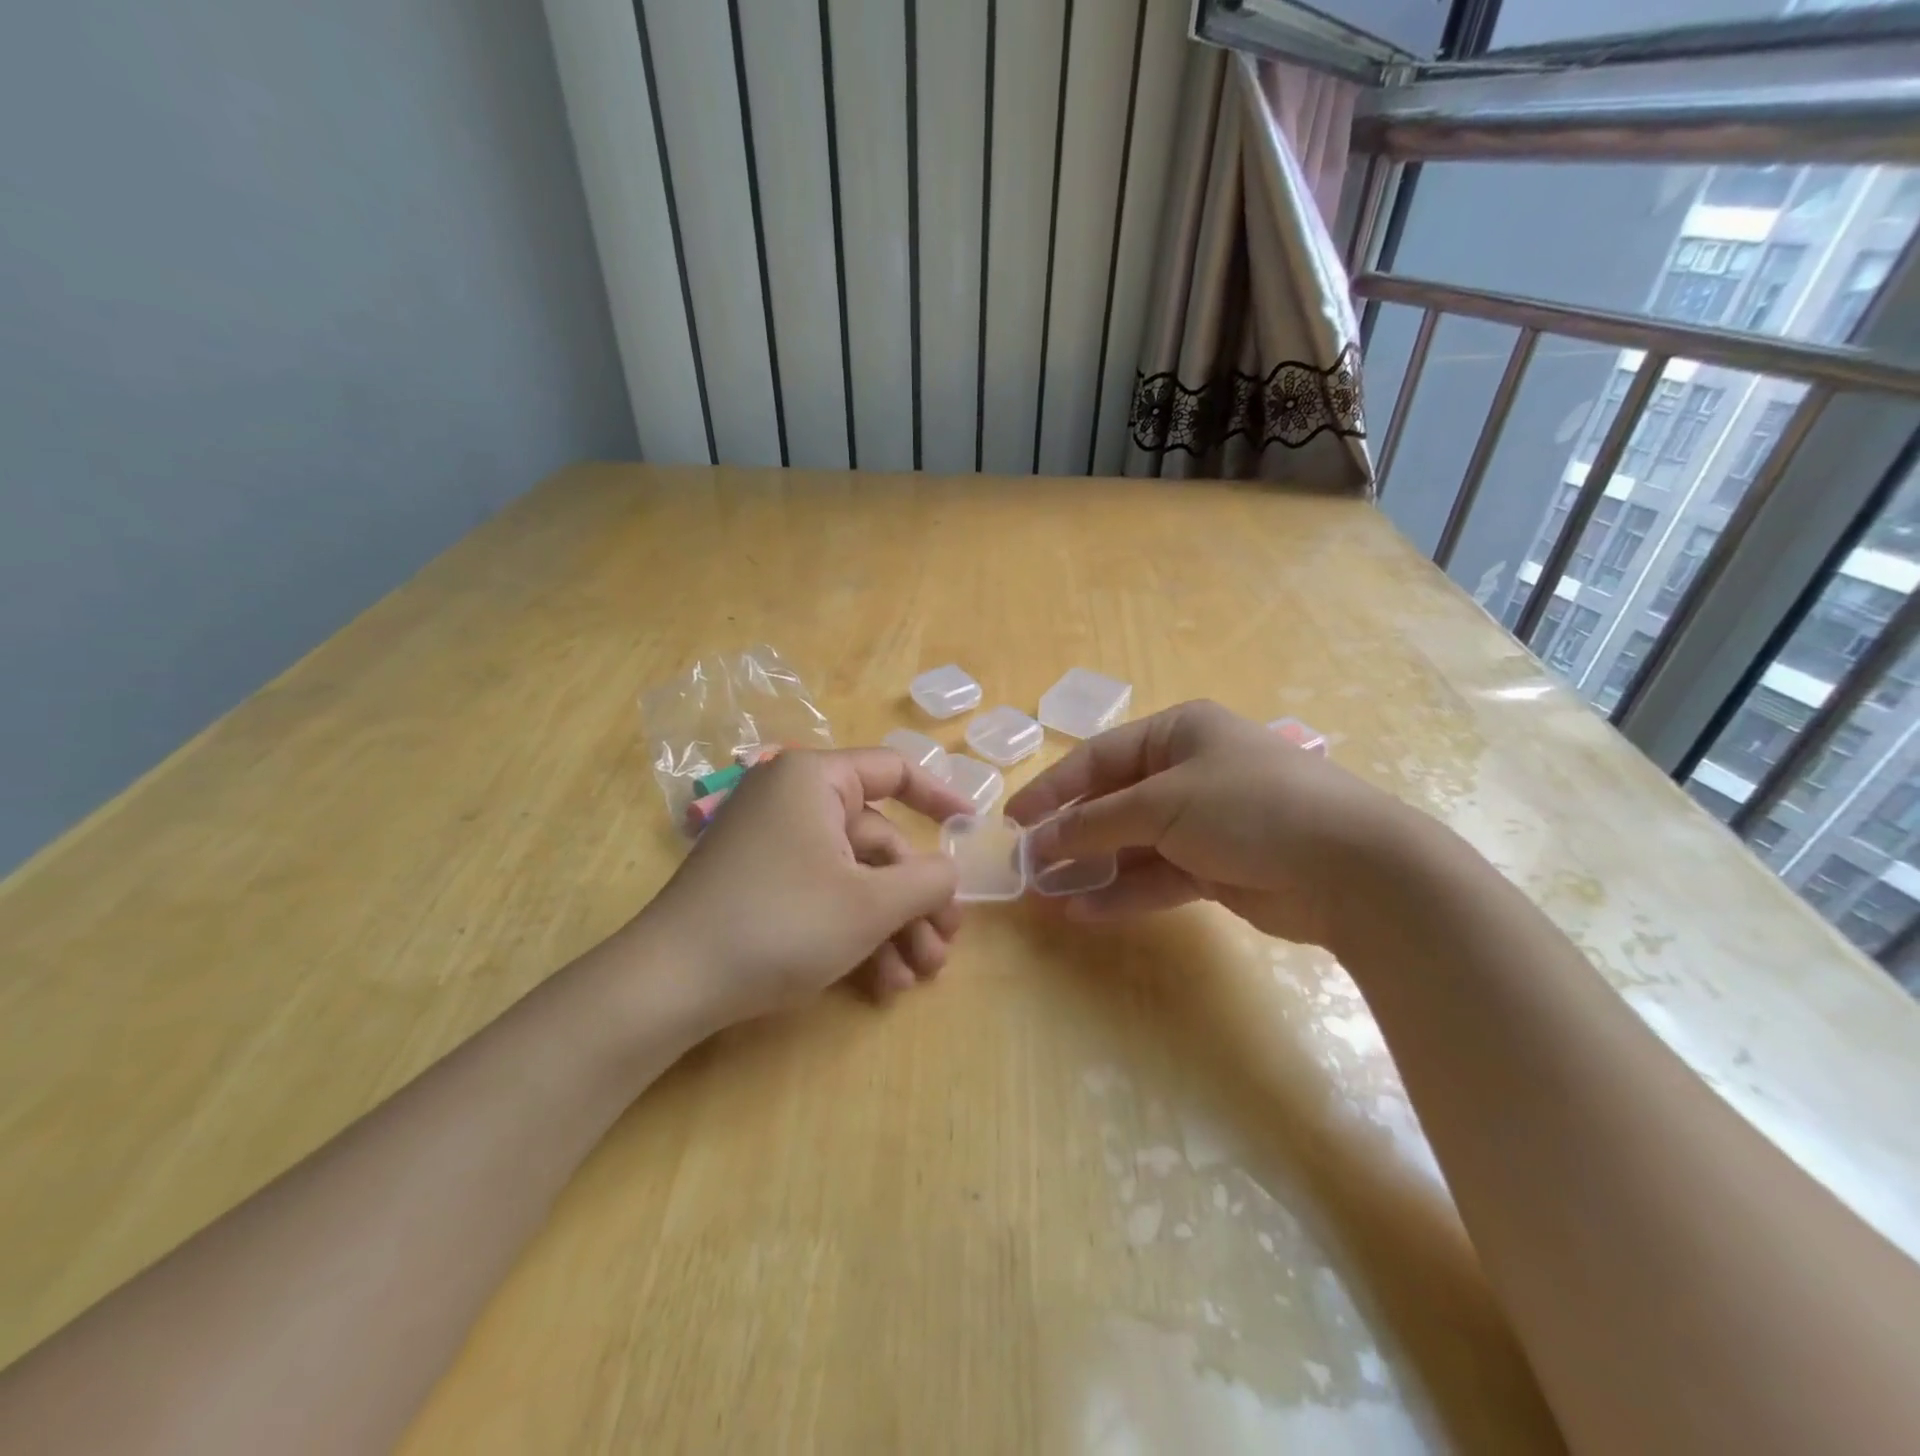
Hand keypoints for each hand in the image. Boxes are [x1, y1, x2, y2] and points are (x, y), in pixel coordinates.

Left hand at [642, 748, 974, 1028]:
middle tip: (944, 947)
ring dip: (892, 927)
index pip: (893, 770)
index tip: (970, 829)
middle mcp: (793, 801)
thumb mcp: (870, 904)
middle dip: (916, 899)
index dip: (939, 798)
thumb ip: (927, 880)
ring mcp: (774, 845)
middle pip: (879, 841)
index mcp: (815, 780)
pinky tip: (880, 984)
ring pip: (854, 877)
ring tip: (917, 977)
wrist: (670, 985)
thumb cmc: (781, 924)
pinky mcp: (760, 885)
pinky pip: (822, 895)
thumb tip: (948, 872)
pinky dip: (854, 933)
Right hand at [1005, 700, 1413, 947]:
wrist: (1352, 868)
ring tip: (1047, 894)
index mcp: (1179, 734)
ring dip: (1092, 868)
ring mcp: (1204, 823)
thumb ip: (1097, 822)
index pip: (1099, 757)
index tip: (1014, 820)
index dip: (1052, 788)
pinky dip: (1124, 892)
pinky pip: (1158, 877)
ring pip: (1132, 845)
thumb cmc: (1249, 806)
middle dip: (1070, 834)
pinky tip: (1085, 911)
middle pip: (1113, 803)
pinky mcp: (1217, 868)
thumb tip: (1042, 841)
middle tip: (1028, 864)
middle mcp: (1189, 773)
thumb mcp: (1163, 803)